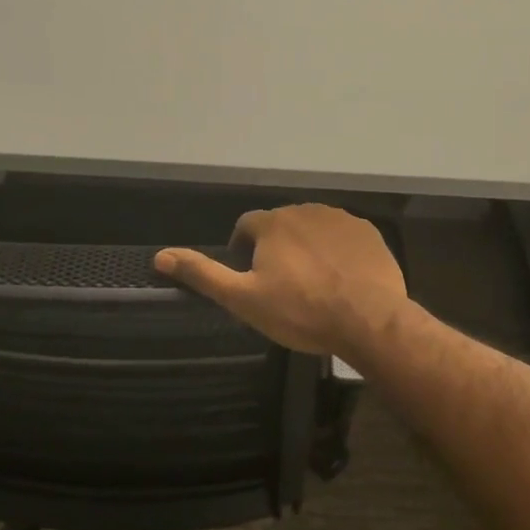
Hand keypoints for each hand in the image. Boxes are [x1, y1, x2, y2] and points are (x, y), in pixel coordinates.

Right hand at [155, 204, 408, 359]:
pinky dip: (337, 252)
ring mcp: (340, 219)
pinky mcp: (368, 232)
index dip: (242, 249)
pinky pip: (343, 237)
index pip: (246, 226)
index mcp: (272, 223)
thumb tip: (160, 256)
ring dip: (307, 248)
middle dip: (276, 248)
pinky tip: (341, 279)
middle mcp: (305, 210)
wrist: (368, 320)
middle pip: (281, 226)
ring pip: (313, 229)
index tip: (249, 277)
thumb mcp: (243, 299)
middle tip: (282, 286)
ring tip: (313, 284)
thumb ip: (203, 274)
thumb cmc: (300, 311)